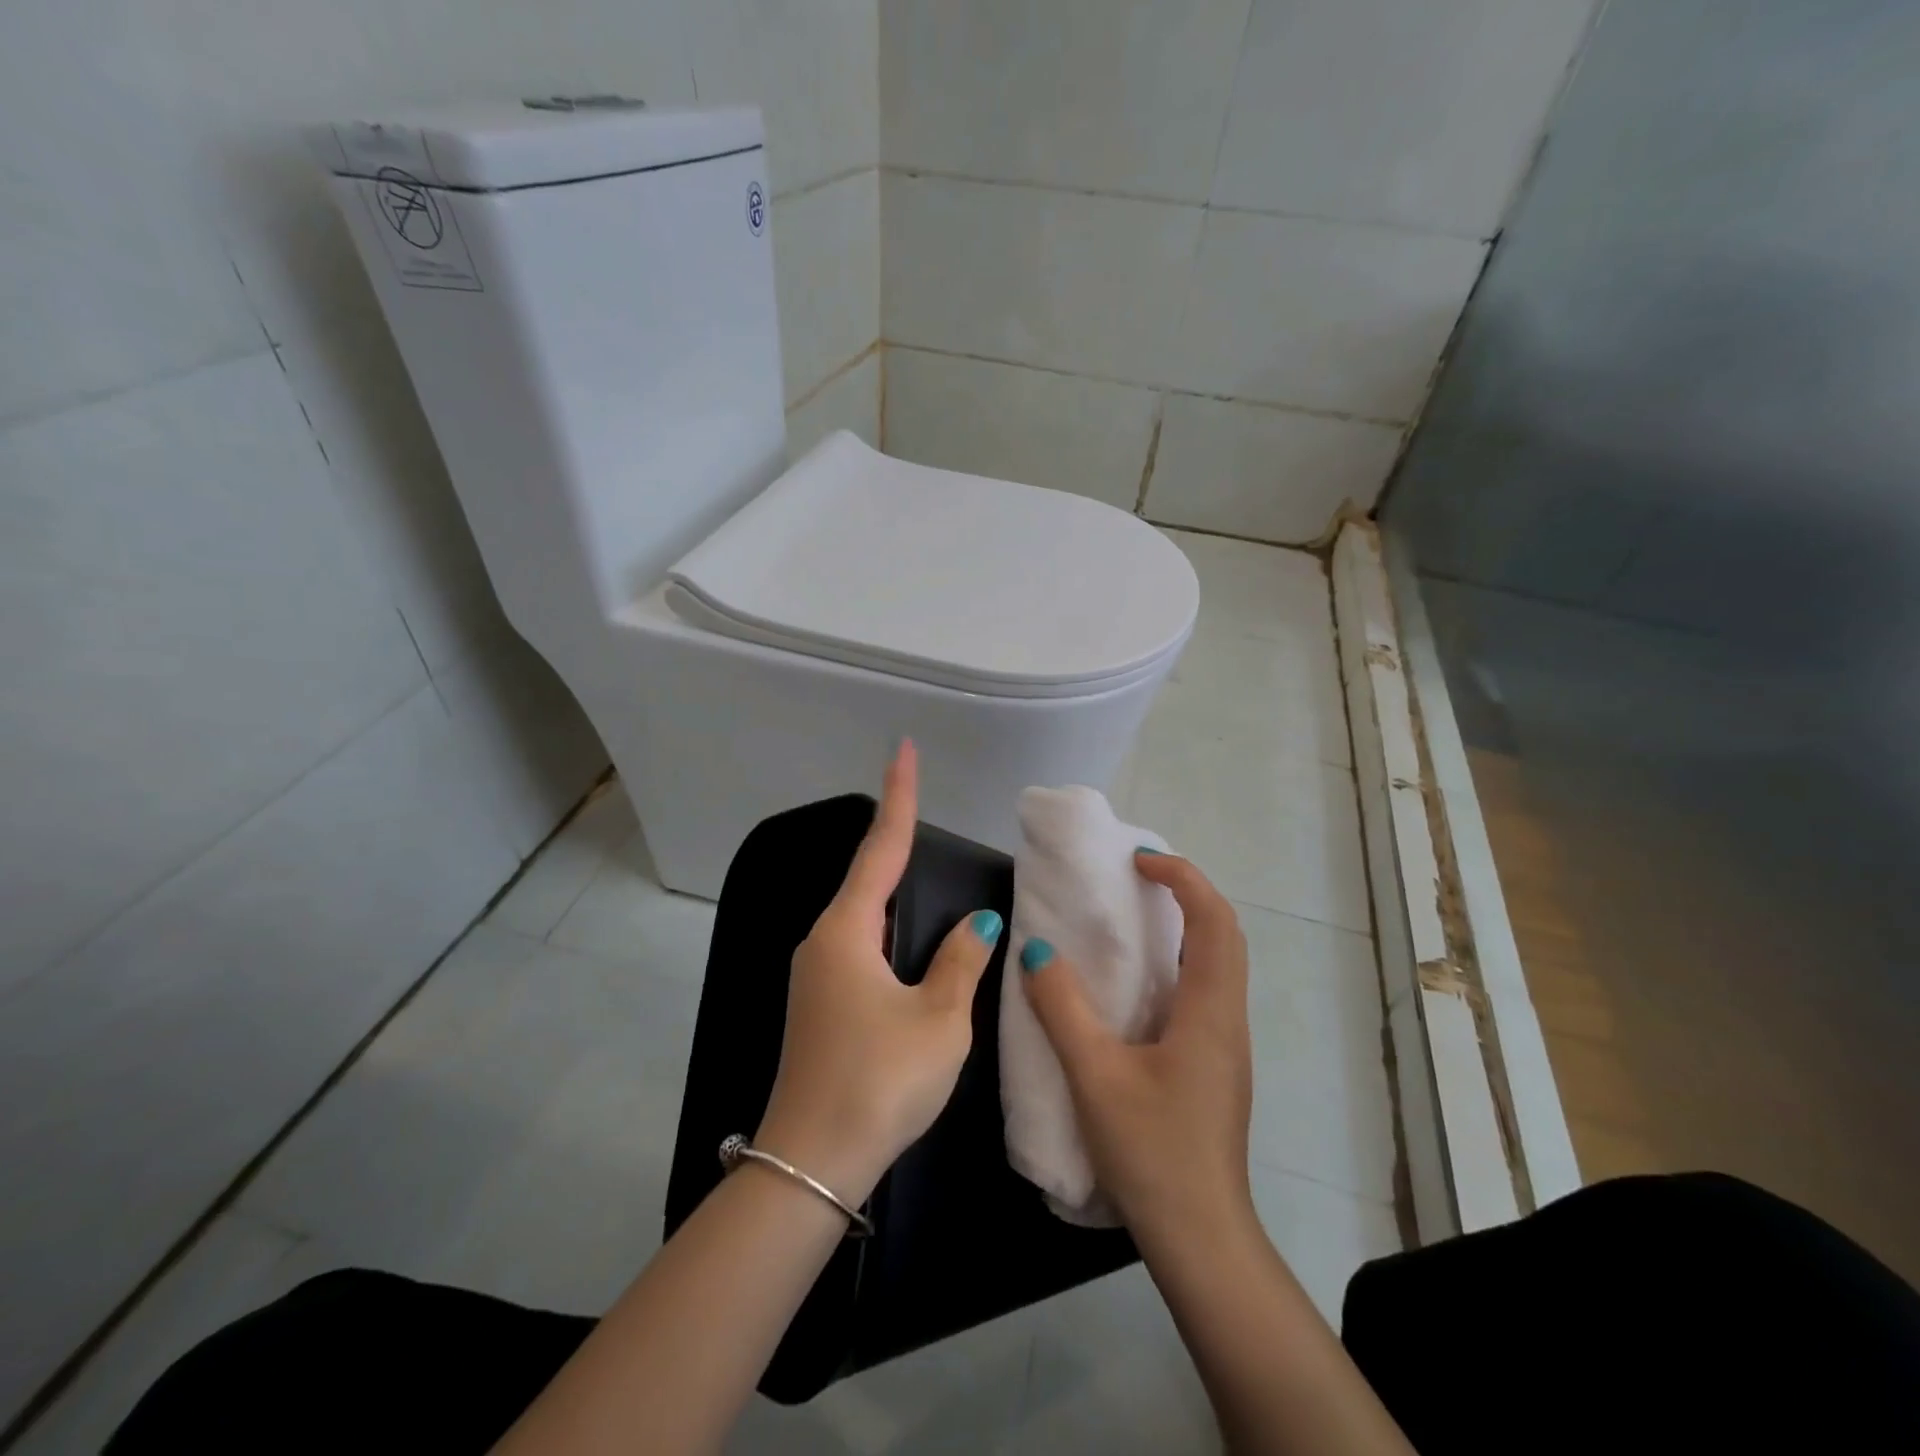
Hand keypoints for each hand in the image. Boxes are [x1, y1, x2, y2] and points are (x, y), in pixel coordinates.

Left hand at [755, 740, 1001, 1206]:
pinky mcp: (820, 1002)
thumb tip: (977, 925)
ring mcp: (816, 973)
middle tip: (920, 803)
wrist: (812, 1164)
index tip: (902, 750)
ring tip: (921, 863)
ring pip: (862, 914)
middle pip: (867, 876)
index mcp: (847, 932)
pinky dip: (887, 927)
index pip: (882, 848)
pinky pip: (859, 944)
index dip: (898, 797)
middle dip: (895, 839)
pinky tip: (907, 938)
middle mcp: (824, 941)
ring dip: (892, 887)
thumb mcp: (938, 1020)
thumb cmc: (880, 1081)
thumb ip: (960, 962)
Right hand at [1020, 851, 1254, 1244]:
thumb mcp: (1094, 1075)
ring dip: (1187, 926)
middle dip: (1188, 893)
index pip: (1214, 920)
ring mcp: (1227, 1044)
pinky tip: (1138, 983)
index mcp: (1210, 1010)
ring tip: (1135, 917)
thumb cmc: (1152, 1151)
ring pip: (1219, 963)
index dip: (1183, 877)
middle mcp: (1229, 1018)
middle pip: (1225, 934)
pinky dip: (1180, 961)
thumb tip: (1037, 950)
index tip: (1140, 861)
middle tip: (1138, 878)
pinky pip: (1205, 990)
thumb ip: (1062, 1008)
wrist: (1200, 1236)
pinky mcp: (1215, 1065)